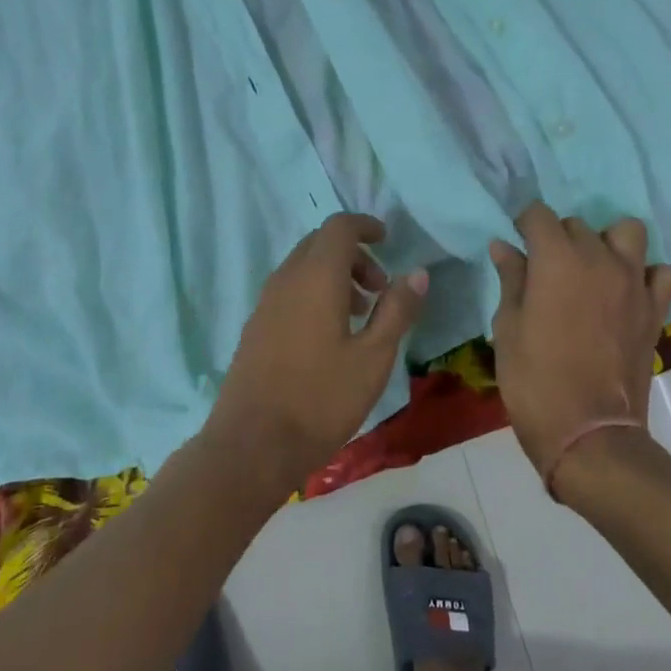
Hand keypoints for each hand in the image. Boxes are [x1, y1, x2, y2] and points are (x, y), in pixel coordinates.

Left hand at [205, 214, 427, 498]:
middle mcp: (286, 279)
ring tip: (361, 316)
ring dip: (335, 276)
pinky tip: (330, 335)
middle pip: (320, 243)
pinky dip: (314, 293)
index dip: (365, 226)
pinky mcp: (256, 326)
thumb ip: (397, 310)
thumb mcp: (373, 357)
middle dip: (354, 254)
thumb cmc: (321, 398)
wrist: (252, 444)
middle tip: (380, 288)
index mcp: (316, 277)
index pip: (339, 227)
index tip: (388, 240)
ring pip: (303, 267)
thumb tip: (417, 273)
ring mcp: (265, 302)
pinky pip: (289, 289)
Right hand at [488, 203, 670, 485]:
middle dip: (559, 237)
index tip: (517, 243)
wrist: (589, 434)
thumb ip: (511, 279)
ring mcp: (634, 283)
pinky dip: (644, 274)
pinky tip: (626, 291)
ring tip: (592, 269)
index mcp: (557, 259)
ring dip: (607, 242)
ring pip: (627, 232)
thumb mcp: (507, 327)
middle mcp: (599, 259)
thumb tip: (504, 246)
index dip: (524, 224)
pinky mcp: (655, 309)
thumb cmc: (534, 380)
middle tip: (546, 269)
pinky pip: (659, 272)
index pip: (539, 214)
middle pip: (578, 224)